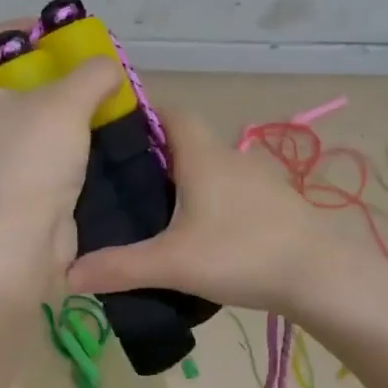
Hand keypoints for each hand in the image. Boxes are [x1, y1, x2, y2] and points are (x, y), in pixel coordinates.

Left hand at [0, 21, 123, 275]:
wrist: (16, 243)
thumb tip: (109, 67)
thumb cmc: (29, 162)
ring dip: (63, 110)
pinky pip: (42, 153)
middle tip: (88, 70)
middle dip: (51, 72)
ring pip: (30, 121)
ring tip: (102, 102)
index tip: (56, 32)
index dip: (18, 30)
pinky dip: (67, 144)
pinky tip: (98, 141)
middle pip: (11, 83)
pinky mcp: (15, 189)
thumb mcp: (66, 103)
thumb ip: (93, 74)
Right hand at [66, 109, 345, 314]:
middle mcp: (231, 157)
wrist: (320, 275)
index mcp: (203, 156)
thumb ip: (119, 268)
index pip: (171, 112)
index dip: (143, 113)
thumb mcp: (173, 263)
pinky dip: (213, 201)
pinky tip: (204, 234)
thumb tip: (67, 274)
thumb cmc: (242, 254)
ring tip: (158, 212)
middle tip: (123, 183)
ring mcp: (260, 180)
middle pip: (188, 142)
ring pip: (213, 168)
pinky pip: (234, 191)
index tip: (114, 132)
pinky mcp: (277, 204)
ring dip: (187, 181)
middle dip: (157, 155)